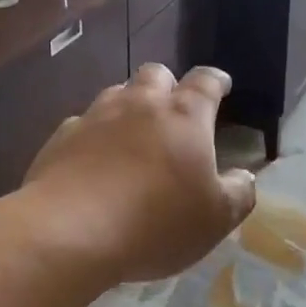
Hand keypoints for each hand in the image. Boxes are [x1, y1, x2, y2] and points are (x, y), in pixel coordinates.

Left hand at [25, 64, 257, 283]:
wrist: (69, 232)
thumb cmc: (156, 223)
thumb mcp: (216, 219)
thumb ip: (238, 193)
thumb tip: (244, 175)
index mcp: (184, 117)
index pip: (206, 82)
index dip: (216, 81)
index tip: (221, 85)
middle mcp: (140, 105)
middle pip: (156, 74)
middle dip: (167, 85)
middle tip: (172, 110)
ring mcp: (96, 117)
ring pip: (116, 93)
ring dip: (129, 106)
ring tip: (132, 133)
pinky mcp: (61, 138)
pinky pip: (83, 124)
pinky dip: (94, 134)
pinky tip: (93, 161)